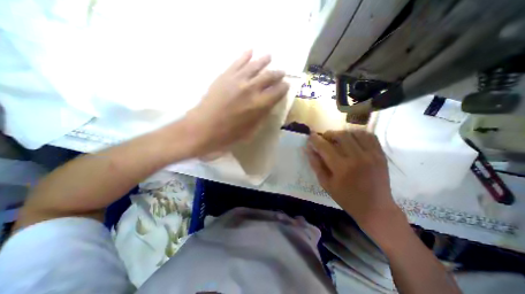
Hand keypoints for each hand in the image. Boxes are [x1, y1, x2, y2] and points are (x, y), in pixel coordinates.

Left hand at [184, 51, 290, 155]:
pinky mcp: (225, 76)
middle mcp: (251, 89)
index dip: (283, 88)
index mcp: (259, 105)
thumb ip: (262, 116)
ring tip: (270, 56)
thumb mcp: (251, 131)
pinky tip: (251, 50)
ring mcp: (237, 80)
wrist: (203, 128)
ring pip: (255, 65)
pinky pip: (237, 62)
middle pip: (269, 76)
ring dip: (264, 60)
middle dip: (277, 73)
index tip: (286, 85)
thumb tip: (269, 105)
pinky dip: (245, 55)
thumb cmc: (228, 135)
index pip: (277, 92)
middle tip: (281, 72)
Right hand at [304, 131, 402, 231]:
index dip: (315, 139)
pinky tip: (352, 140)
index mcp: (342, 168)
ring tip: (338, 139)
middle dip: (328, 134)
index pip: (325, 147)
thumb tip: (308, 149)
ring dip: (342, 133)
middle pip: (340, 135)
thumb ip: (316, 164)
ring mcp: (372, 155)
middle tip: (324, 138)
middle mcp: (357, 158)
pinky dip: (358, 134)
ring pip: (354, 133)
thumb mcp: (326, 184)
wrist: (375, 208)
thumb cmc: (346, 198)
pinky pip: (369, 136)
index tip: (310, 136)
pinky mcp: (381, 154)